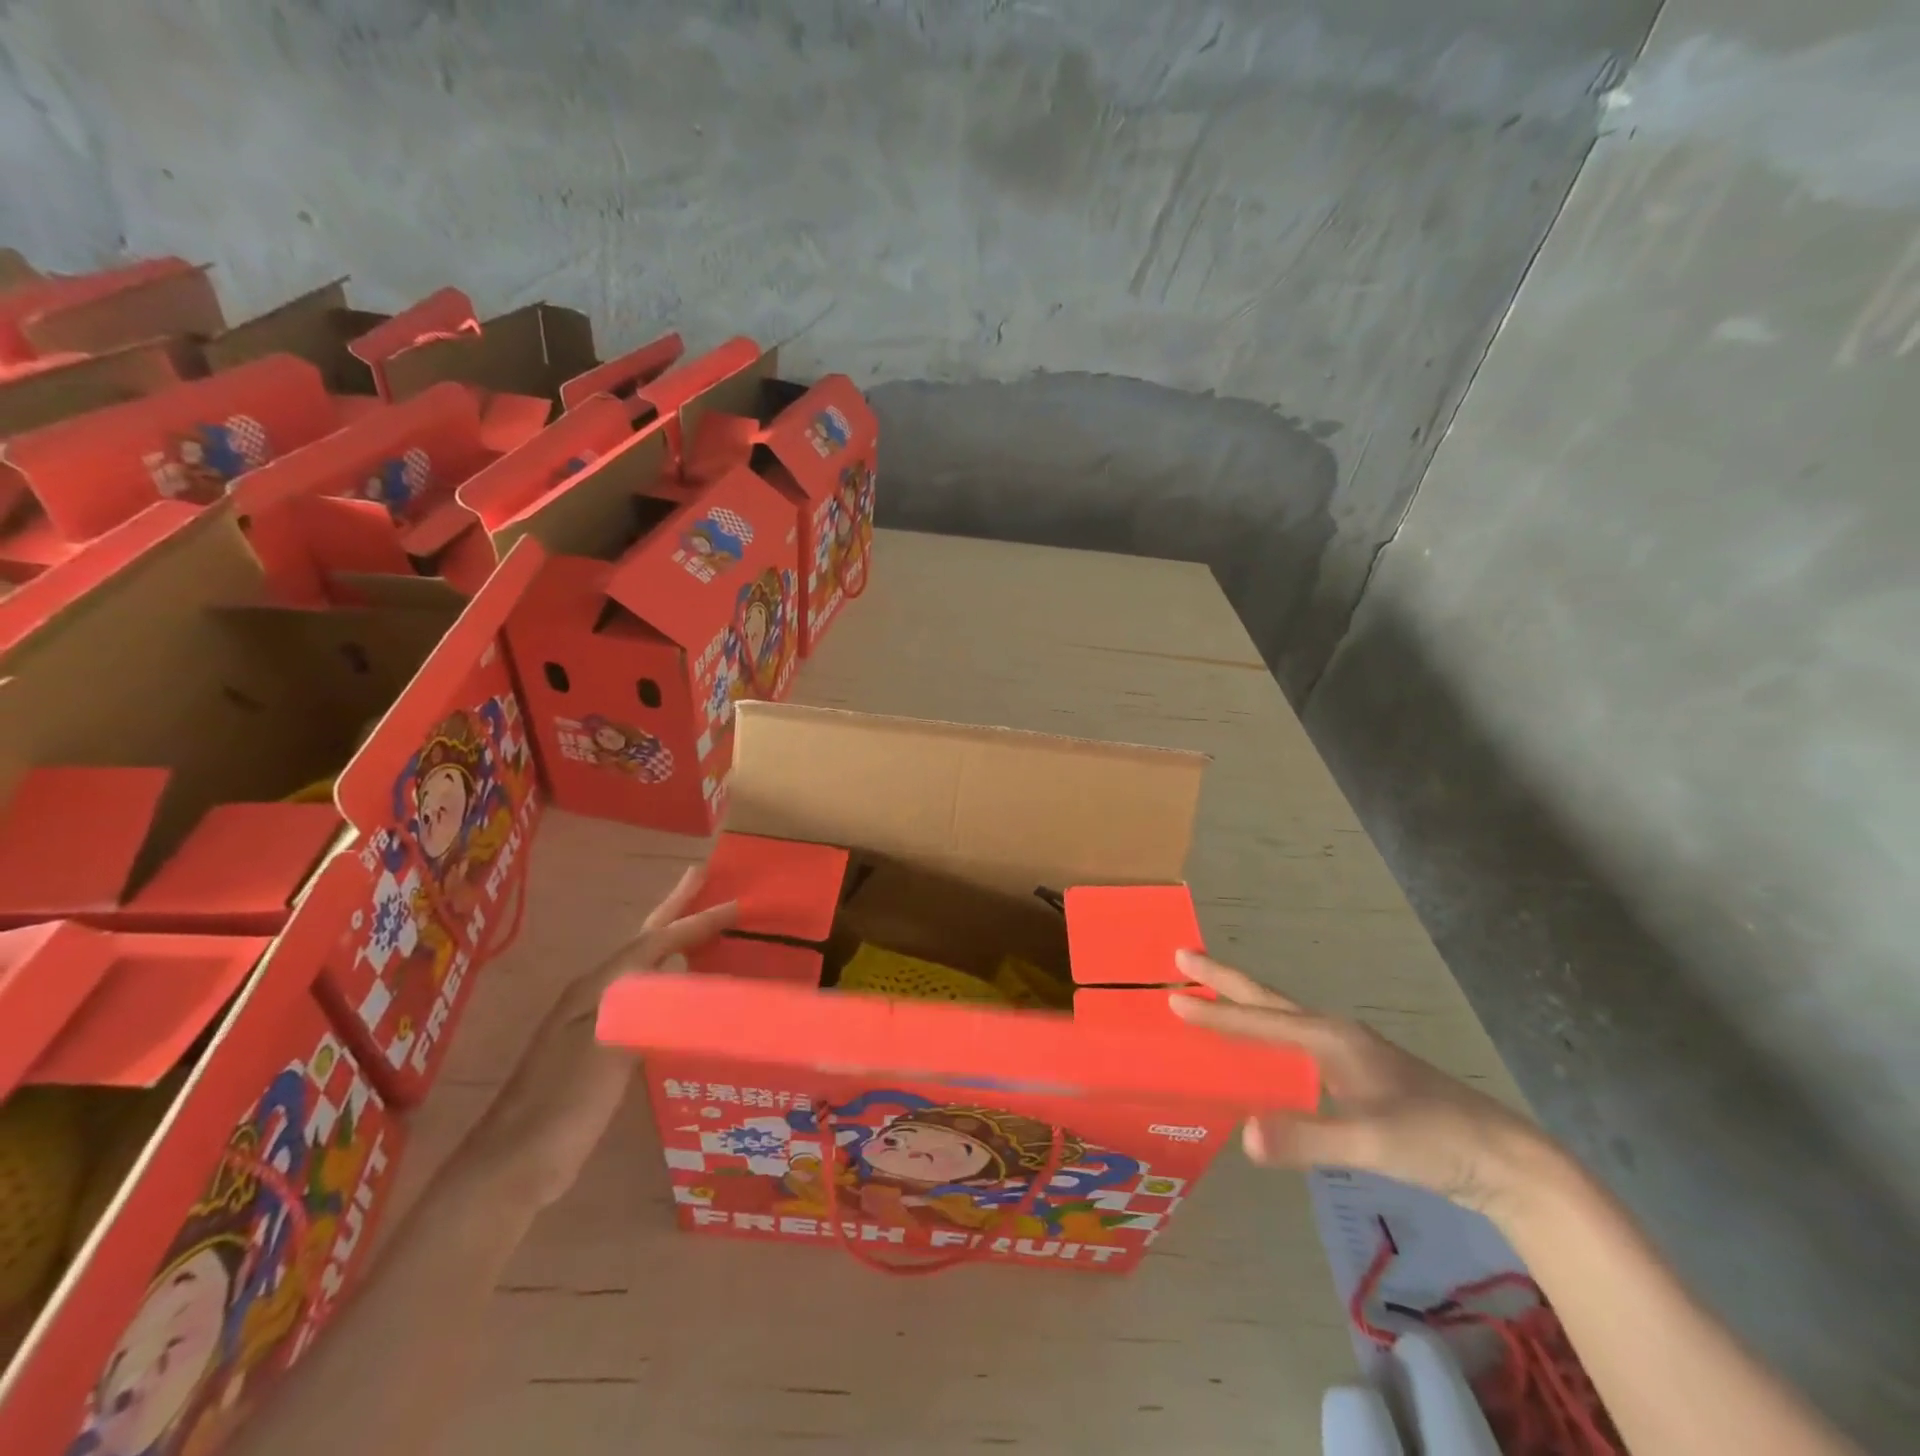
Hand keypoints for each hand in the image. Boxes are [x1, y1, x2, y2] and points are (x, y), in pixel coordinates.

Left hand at [466, 866, 736, 1210]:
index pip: (654, 941)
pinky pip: (647, 998)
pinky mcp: (602, 1049)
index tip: (734, 904)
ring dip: (672, 941)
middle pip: (643, 941)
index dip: (694, 921)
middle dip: (674, 909)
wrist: (513, 1165)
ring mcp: (596, 1021)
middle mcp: (596, 994)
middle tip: (701, 877)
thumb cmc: (562, 1103)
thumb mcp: (605, 1048)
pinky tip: (683, 992)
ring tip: (700, 927)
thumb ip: (643, 1004)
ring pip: (644, 967)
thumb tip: (680, 960)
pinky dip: (669, 981)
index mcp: (597, 987)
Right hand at [1169, 951, 1556, 1221]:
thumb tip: (1243, 1135)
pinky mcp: (1357, 1077)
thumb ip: (1309, 1138)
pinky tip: (1261, 1054)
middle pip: (1267, 1001)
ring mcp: (1348, 1054)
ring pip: (1281, 1019)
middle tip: (1181, 957)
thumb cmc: (1437, 1141)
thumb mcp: (1373, 1143)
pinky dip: (1264, 1035)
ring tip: (1209, 996)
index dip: (1214, 1012)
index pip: (1260, 1020)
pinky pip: (1294, 1044)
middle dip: (1223, 979)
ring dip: (1242, 1003)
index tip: (1172, 997)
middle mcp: (1335, 1035)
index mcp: (1332, 1038)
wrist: (1507, 1160)